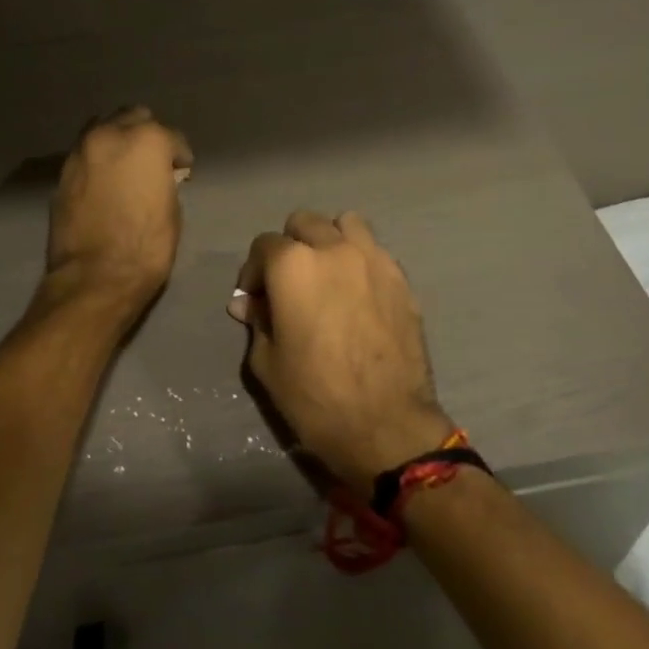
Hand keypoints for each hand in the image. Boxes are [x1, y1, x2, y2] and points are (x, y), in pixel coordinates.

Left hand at [43, 107, 193, 325]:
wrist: (95, 278)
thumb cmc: (146, 246)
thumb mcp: (171, 211)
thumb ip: (164, 181)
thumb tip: (159, 178)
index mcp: (146, 140)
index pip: (172, 137)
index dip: (180, 155)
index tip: (183, 170)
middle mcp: (110, 135)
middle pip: (132, 117)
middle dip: (146, 134)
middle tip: (153, 161)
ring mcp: (81, 152)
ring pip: (103, 129)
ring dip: (117, 141)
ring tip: (126, 166)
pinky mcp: (62, 173)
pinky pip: (86, 154)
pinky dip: (98, 160)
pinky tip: (105, 181)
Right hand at [226, 211, 453, 490]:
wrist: (387, 425)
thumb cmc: (316, 397)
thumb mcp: (268, 363)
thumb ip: (257, 321)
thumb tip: (247, 302)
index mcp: (294, 265)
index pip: (264, 245)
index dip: (255, 271)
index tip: (256, 299)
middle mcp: (334, 249)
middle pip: (305, 222)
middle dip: (291, 246)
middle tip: (290, 283)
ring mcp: (374, 260)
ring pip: (347, 224)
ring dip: (331, 240)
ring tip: (328, 274)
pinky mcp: (402, 279)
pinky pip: (375, 251)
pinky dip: (361, 260)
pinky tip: (358, 294)